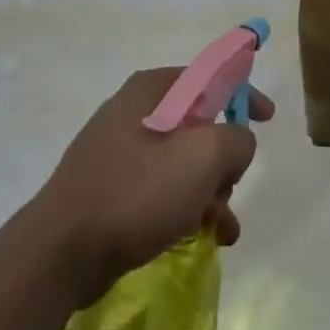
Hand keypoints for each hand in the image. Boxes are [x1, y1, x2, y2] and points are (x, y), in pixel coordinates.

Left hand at [32, 69, 273, 307]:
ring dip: (211, 192)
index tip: (268, 118)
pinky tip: (205, 238)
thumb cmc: (135, 193)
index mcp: (150, 91)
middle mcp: (134, 113)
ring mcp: (119, 153)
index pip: (209, 76)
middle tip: (227, 186)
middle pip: (199, 124)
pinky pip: (162, 190)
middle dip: (223, 159)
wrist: (61, 253)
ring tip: (220, 226)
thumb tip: (235, 143)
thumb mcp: (201, 158)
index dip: (243, 92)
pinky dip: (188, 208)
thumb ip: (235, 140)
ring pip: (184, 163)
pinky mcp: (113, 189)